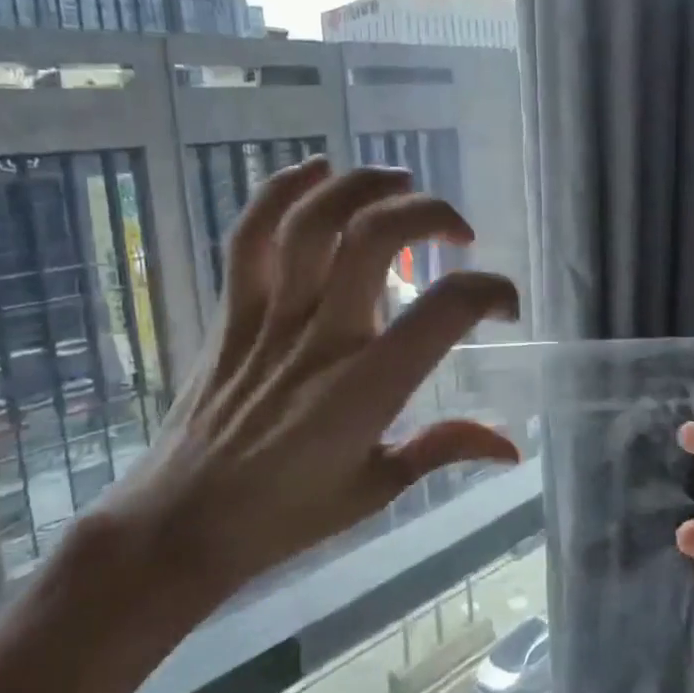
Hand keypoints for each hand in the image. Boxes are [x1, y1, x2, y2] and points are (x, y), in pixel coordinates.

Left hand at [113, 157, 521, 599]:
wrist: (182, 522)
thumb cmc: (285, 516)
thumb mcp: (376, 489)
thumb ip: (443, 450)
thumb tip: (511, 444)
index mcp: (365, 390)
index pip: (443, 311)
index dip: (488, 291)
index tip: (502, 303)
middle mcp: (320, 339)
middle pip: (374, 238)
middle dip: (428, 214)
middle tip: (456, 232)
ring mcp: (269, 318)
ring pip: (312, 223)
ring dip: (361, 186)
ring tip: (400, 181)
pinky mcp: (231, 312)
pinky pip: (248, 237)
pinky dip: (280, 192)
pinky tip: (316, 170)